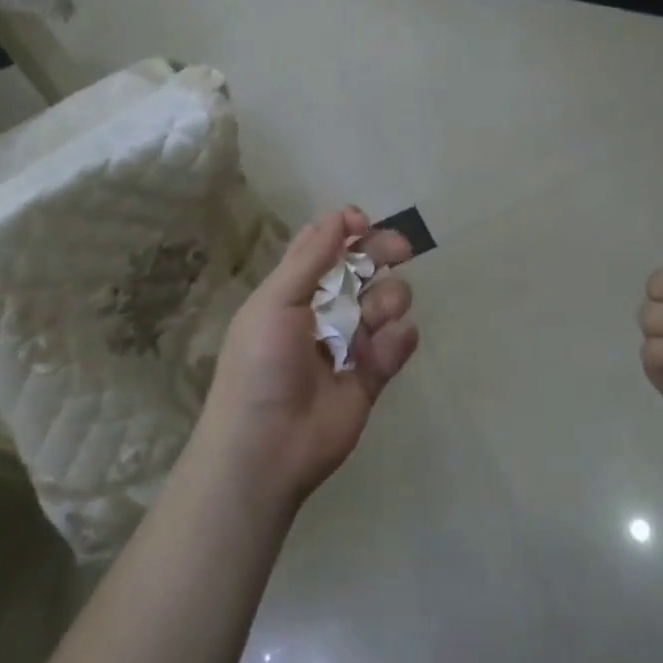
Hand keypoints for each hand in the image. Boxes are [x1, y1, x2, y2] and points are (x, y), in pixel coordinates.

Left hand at [196, 206, 418, 509]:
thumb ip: (311, 258)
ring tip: (375, 316)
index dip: (346, 228)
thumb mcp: (275, 302)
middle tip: (401, 250)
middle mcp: (324, 309)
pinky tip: (387, 344)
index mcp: (294, 288)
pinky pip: (396, 345)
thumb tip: (340, 214)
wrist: (265, 449)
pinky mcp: (371, 377)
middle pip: (362, 267)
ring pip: (385, 302)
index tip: (363, 223)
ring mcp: (350, 342)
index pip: (324, 245)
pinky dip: (398, 340)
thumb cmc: (260, 364)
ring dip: (388, 299)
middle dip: (382, 252)